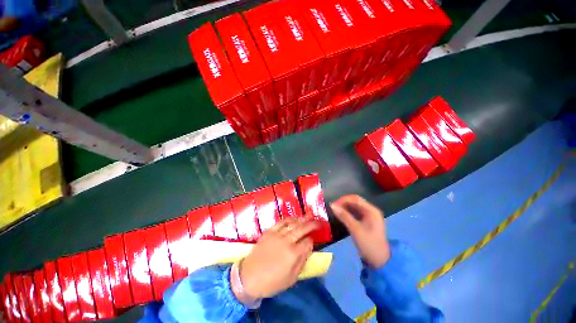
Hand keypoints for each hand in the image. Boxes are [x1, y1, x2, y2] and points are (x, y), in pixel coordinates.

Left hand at [238, 218, 317, 298]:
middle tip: (317, 221)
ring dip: (301, 219)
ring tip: (308, 217)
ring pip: (292, 223)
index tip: (312, 242)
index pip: (307, 242)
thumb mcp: (291, 279)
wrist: (249, 277)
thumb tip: (308, 248)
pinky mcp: (269, 232)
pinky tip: (293, 219)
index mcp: (293, 254)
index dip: (311, 241)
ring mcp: (277, 235)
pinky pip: (281, 222)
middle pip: (302, 229)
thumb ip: (302, 262)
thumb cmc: (272, 282)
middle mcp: (287, 241)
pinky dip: (289, 219)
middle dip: (311, 224)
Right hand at [331, 195, 389, 267]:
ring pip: (354, 207)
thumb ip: (344, 216)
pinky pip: (355, 213)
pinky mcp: (366, 221)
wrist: (380, 261)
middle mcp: (371, 210)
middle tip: (333, 207)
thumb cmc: (369, 244)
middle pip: (355, 201)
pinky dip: (347, 213)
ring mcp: (369, 216)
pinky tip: (340, 215)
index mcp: (371, 210)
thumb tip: (332, 205)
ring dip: (344, 207)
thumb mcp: (355, 229)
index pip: (355, 199)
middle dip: (343, 203)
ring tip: (335, 211)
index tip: (333, 204)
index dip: (343, 200)